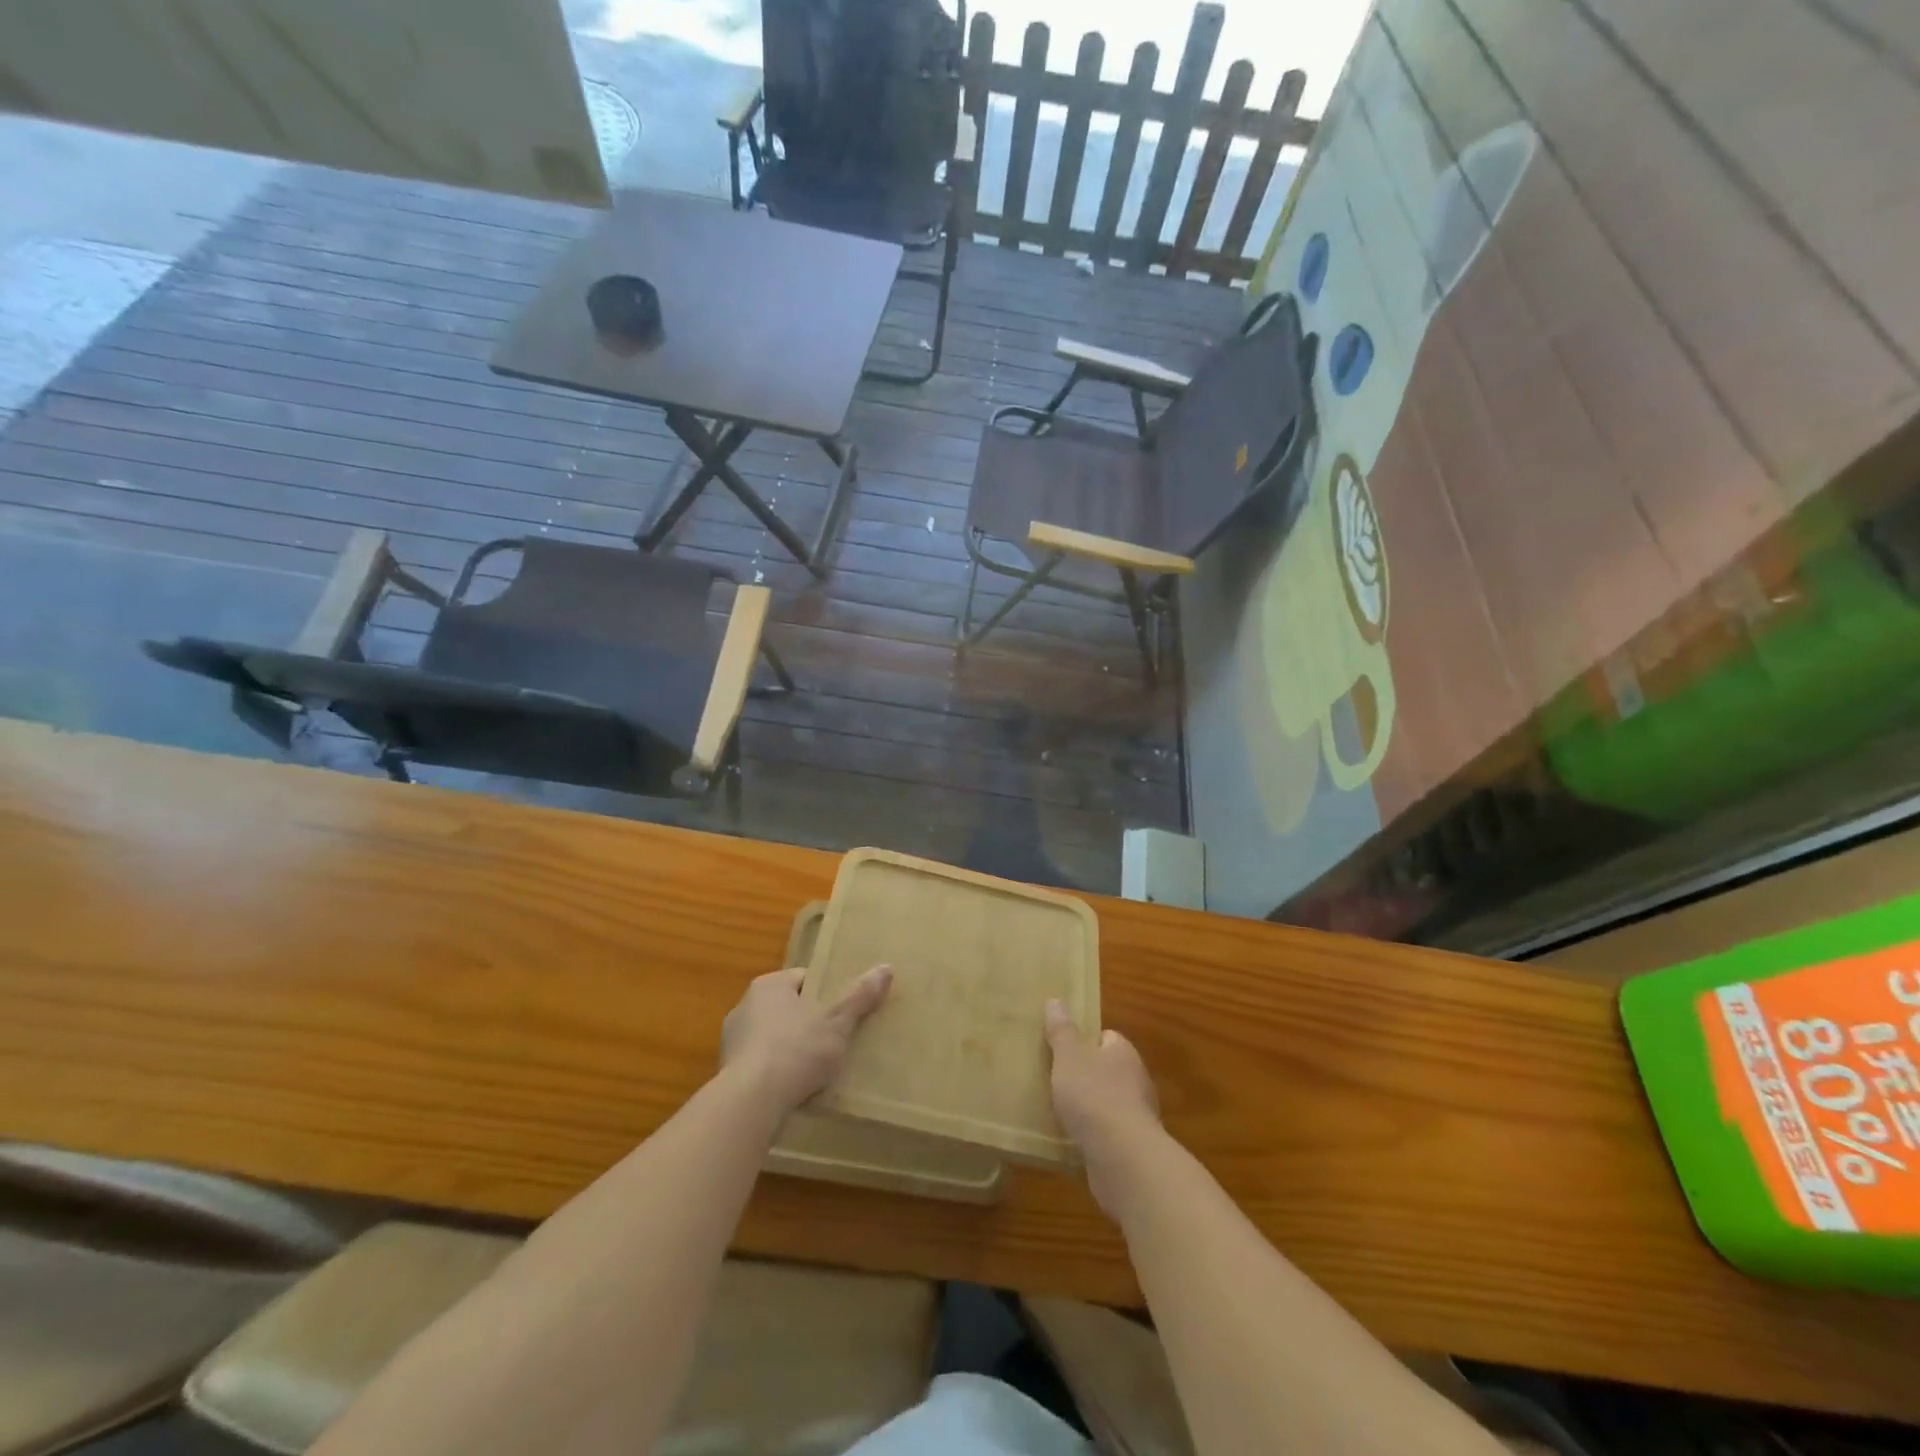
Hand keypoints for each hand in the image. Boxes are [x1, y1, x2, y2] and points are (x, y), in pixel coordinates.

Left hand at [721, 965, 891, 1117]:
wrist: (750, 1103)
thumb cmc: (796, 1049)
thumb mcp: (837, 1021)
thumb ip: (860, 995)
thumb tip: (886, 967)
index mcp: (769, 986)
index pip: (804, 978)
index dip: (827, 992)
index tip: (844, 1009)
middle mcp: (745, 1006)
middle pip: (788, 1008)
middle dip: (809, 1022)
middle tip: (836, 1038)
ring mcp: (733, 1042)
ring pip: (773, 1038)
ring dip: (791, 1050)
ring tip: (818, 1068)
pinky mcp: (729, 1074)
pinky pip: (762, 1066)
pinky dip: (777, 1074)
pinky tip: (795, 1089)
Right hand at [1044, 999, 1160, 1216]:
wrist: (1123, 1159)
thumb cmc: (1094, 1096)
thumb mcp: (1069, 1056)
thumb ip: (1062, 1031)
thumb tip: (1056, 1000)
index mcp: (1124, 1053)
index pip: (1107, 1038)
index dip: (1086, 1041)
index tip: (1062, 1049)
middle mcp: (1136, 1081)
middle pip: (1108, 1070)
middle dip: (1085, 1076)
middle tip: (1055, 1079)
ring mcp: (1136, 1117)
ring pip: (1107, 1104)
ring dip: (1088, 1109)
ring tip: (1058, 1111)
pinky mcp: (1131, 1149)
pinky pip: (1107, 1135)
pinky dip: (1092, 1136)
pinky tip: (1071, 1141)